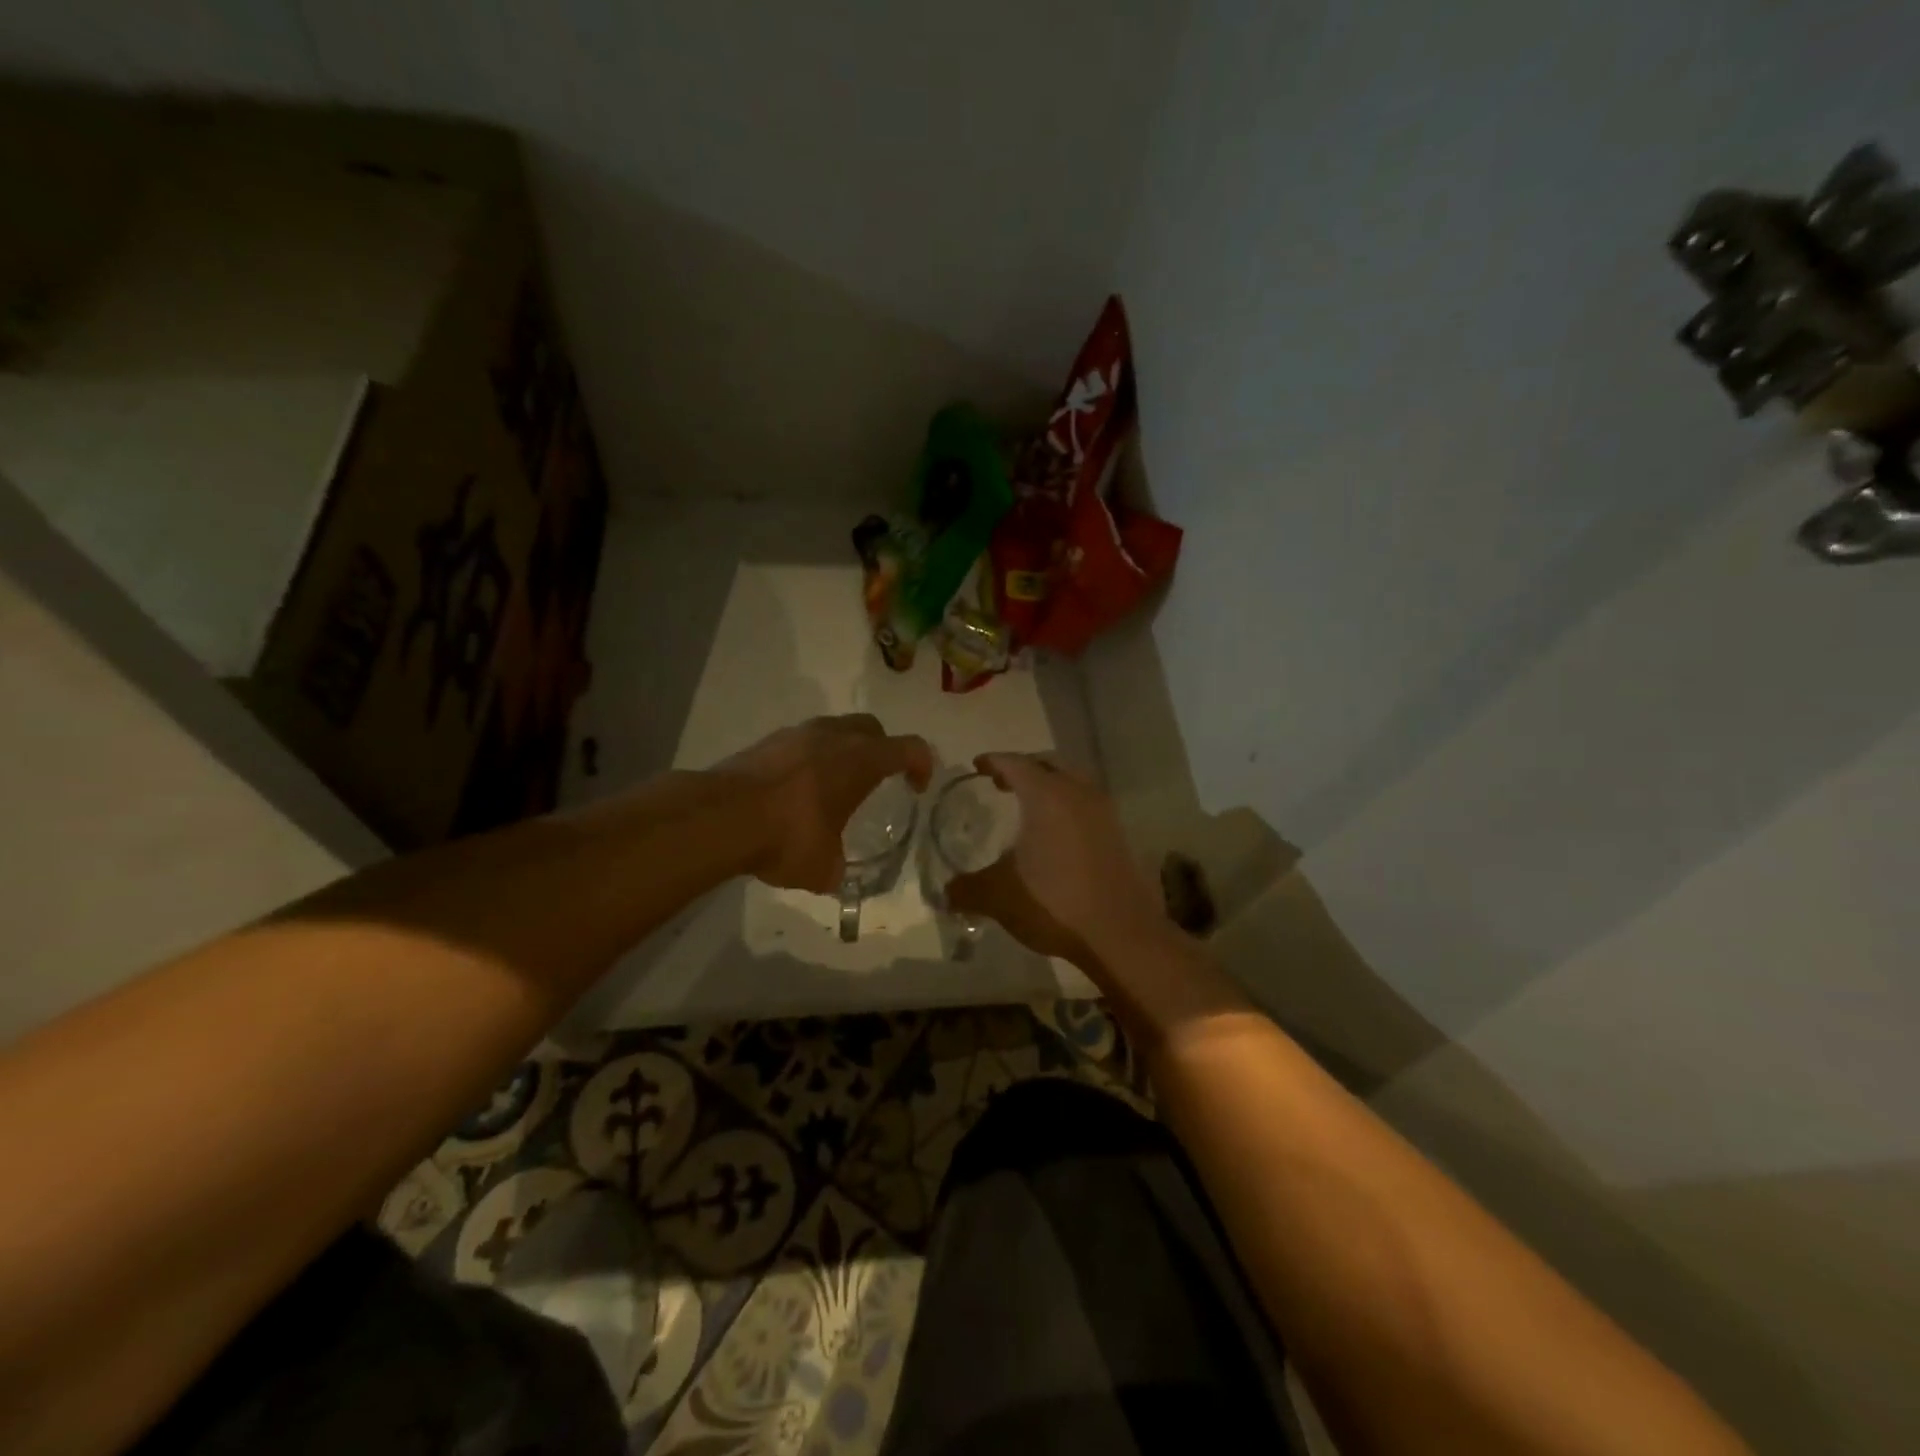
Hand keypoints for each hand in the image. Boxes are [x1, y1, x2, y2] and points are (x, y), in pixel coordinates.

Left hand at [717, 715, 933, 893]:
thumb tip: (835, 875)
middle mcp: (833, 736)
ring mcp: (797, 734)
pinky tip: (797, 789)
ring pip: (834, 729)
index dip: (922, 765)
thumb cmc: (787, 837)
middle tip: (877, 779)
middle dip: (883, 749)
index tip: (915, 788)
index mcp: (861, 760)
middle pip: (872, 729)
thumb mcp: (822, 867)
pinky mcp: (767, 741)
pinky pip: (802, 741)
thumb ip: (836, 868)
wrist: (722, 817)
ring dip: (843, 750)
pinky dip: (810, 758)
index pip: (909, 748)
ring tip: (834, 784)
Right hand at [947, 754, 1163, 964]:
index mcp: (1046, 796)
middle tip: (1001, 782)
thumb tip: (945, 892)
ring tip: (1029, 806)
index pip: (1016, 763)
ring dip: (1050, 786)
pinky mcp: (1119, 835)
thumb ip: (967, 889)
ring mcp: (1104, 813)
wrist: (1120, 934)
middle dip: (1023, 768)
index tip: (977, 766)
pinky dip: (1068, 806)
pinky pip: (1088, 805)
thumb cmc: (1054, 903)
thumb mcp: (998, 897)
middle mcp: (1078, 793)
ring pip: (1073, 782)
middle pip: (1048, 765)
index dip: (994, 761)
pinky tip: (1056, 834)